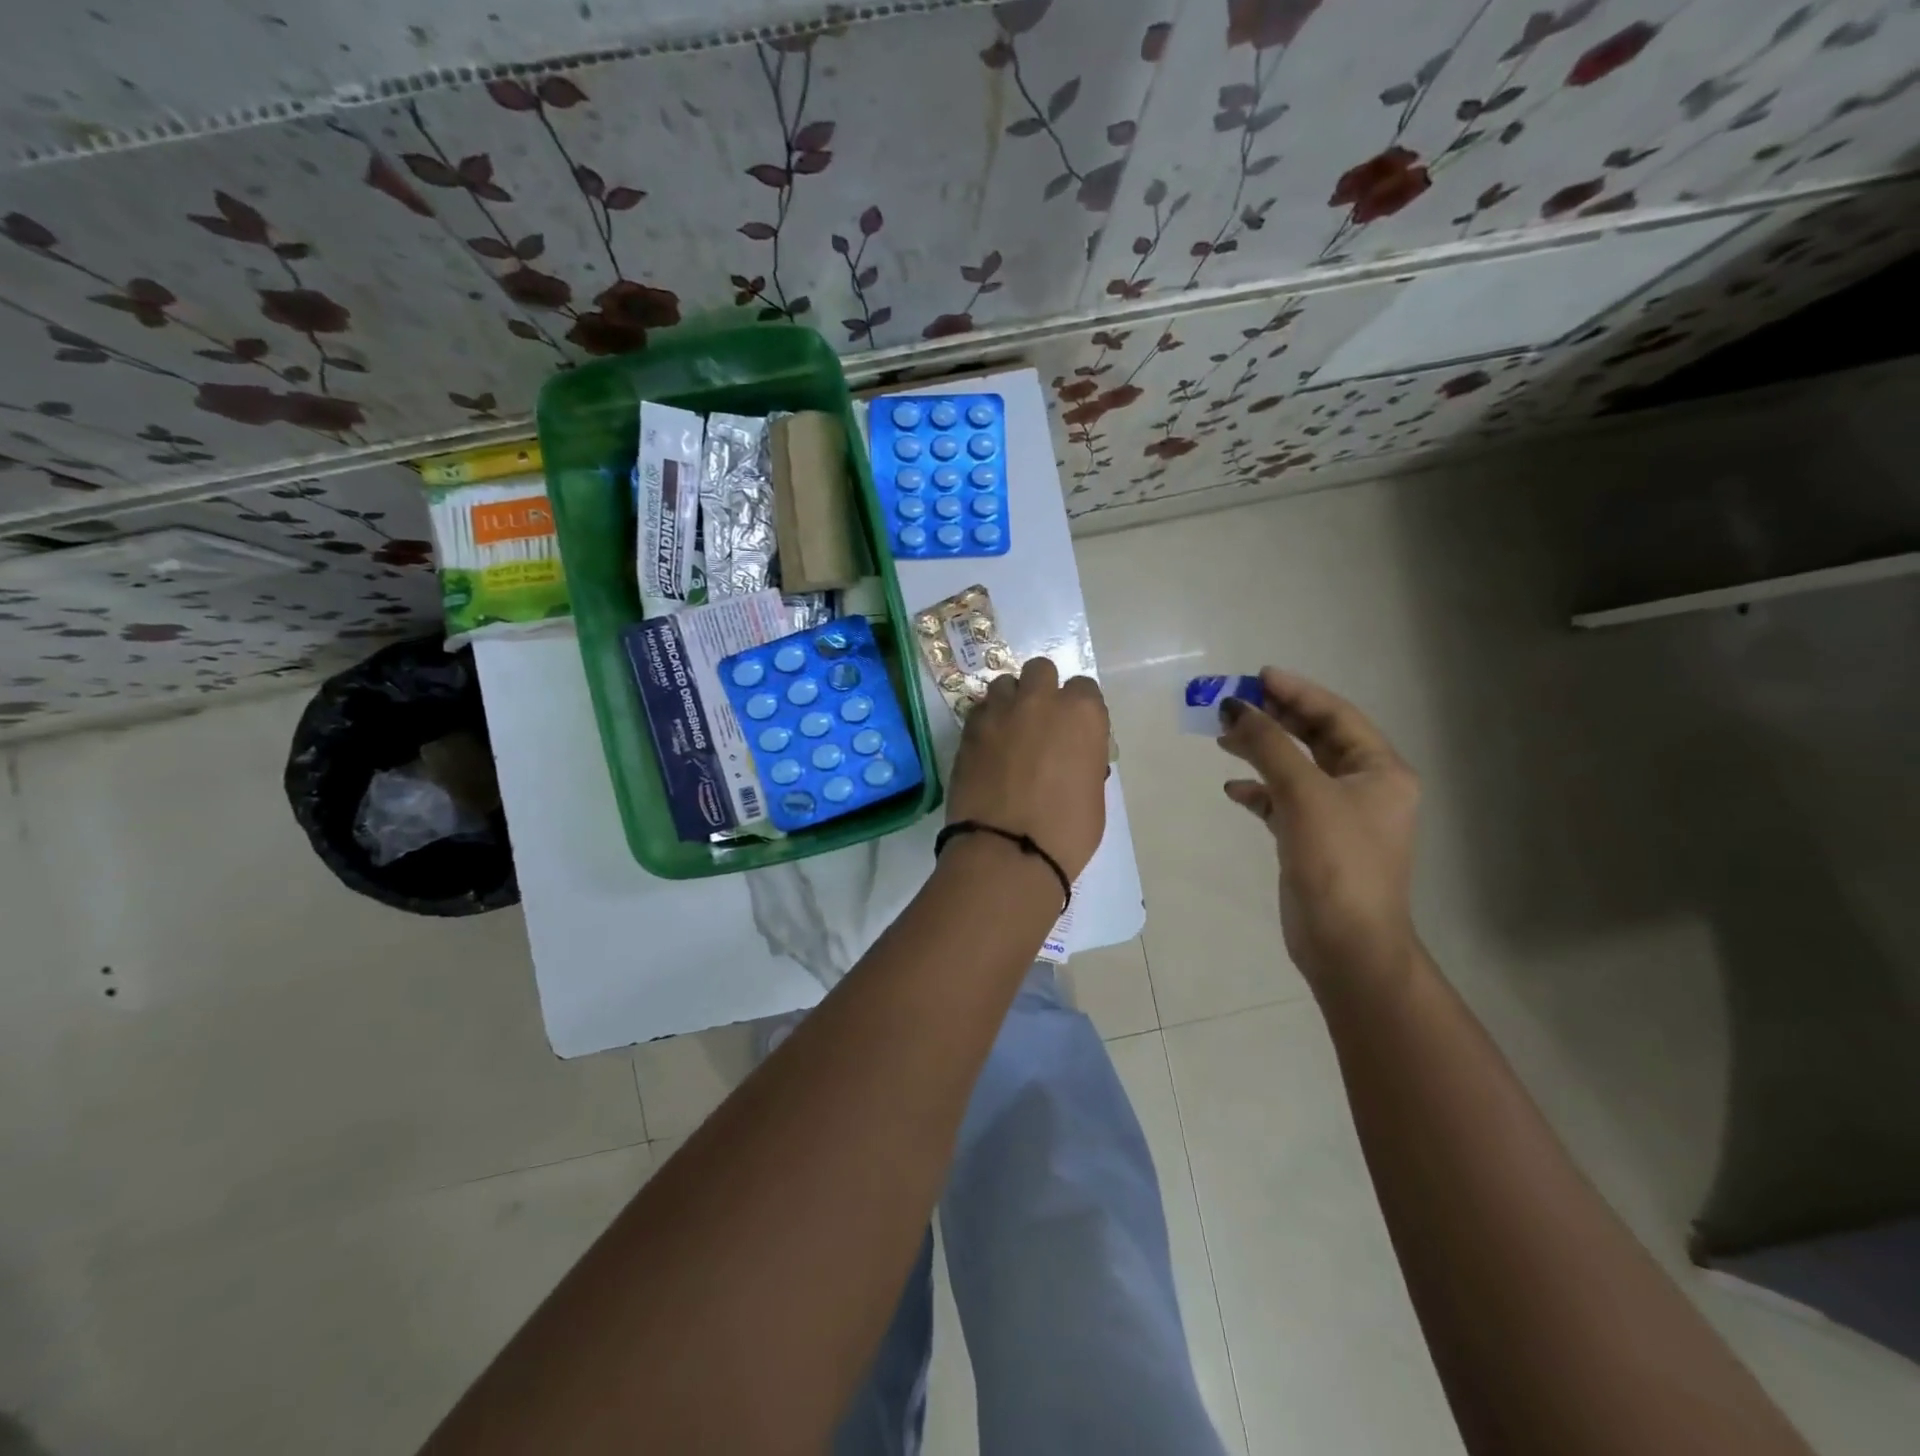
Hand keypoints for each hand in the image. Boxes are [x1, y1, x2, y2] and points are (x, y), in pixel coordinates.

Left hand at [947, 657, 1109, 879]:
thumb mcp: (1093, 793)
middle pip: (1040, 670)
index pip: (1084, 689)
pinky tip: (987, 747)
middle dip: (1041, 689)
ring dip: (1010, 701)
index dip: (1079, 709)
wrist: (1007, 852)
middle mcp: (1040, 701)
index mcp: (1081, 713)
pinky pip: (980, 710)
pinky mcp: (968, 730)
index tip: (1074, 731)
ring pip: (1004, 684)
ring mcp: (999, 712)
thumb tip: (1071, 754)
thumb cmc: (1066, 832)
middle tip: (1039, 722)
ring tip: (1009, 731)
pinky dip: (986, 721)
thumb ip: (1084, 758)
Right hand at [1217, 669, 1419, 993]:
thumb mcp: (1304, 795)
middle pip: (1316, 738)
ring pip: (1296, 769)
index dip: (1297, 692)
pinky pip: (1285, 802)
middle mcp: (1365, 787)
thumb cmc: (1337, 862)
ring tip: (1223, 738)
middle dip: (1274, 720)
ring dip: (1262, 752)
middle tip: (1232, 704)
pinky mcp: (1315, 841)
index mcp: (1380, 770)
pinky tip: (1234, 790)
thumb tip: (1236, 707)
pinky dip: (1260, 792)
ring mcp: (1339, 816)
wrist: (1347, 944)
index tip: (1257, 676)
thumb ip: (1269, 746)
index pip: (1337, 716)